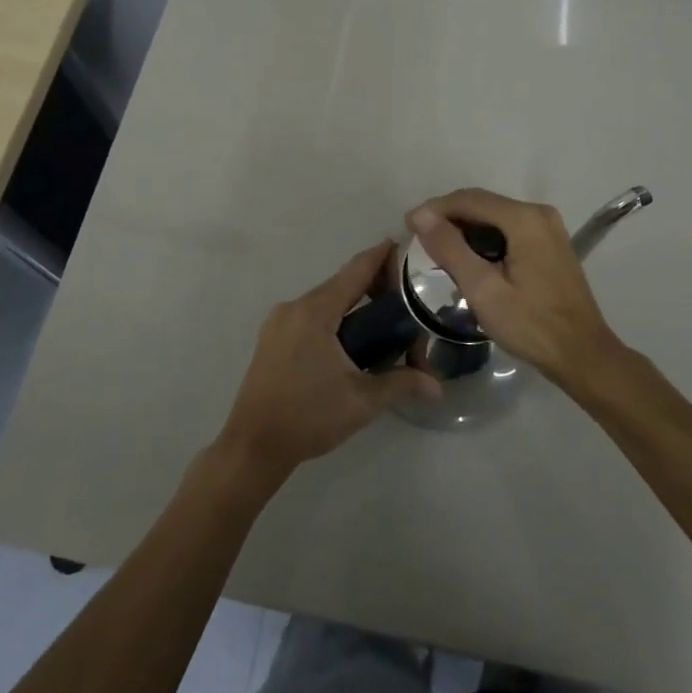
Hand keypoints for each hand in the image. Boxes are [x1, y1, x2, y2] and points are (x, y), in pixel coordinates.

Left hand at [215, 242, 441, 484]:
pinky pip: (309, 314)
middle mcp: (294, 306)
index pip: (355, 271)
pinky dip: (332, 315)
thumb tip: (437, 385)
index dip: (381, 256)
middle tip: (406, 292)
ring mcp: (279, 321)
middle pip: (339, 283)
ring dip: (351, 302)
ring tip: (384, 315)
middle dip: (371, 283)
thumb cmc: (309, 417)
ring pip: (324, 300)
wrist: (254, 445)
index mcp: (316, 311)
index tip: (405, 246)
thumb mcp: (362, 401)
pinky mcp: (272, 337)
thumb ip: (401, 383)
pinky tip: (350, 335)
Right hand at [408, 189, 622, 386]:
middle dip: (449, 216)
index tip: (408, 225)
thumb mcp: (482, 289)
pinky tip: (469, 256)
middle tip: (420, 237)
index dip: (435, 208)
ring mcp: (548, 227)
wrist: (582, 355)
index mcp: (524, 219)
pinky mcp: (551, 242)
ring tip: (438, 248)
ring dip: (466, 227)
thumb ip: (450, 248)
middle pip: (483, 203)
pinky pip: (509, 228)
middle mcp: (539, 213)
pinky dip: (485, 236)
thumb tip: (421, 215)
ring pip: (495, 215)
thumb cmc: (531, 325)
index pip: (469, 199)